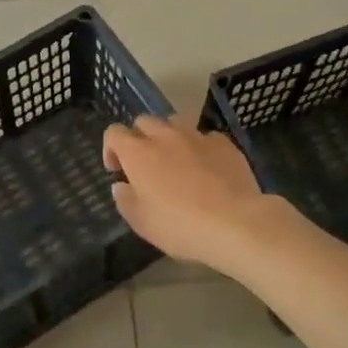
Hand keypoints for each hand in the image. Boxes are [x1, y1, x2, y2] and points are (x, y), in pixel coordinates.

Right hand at [103, 116, 271, 273]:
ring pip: (175, 122)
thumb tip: (121, 185)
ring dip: (169, 136)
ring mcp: (196, 136)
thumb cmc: (180, 226)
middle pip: (144, 121)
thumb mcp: (142, 223)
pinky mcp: (224, 143)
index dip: (111, 148)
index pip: (114, 133)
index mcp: (138, 153)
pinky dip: (200, 147)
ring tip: (176, 159)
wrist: (235, 223)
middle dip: (140, 138)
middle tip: (146, 164)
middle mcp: (164, 136)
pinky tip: (208, 167)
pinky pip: (205, 136)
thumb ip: (125, 200)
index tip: (117, 169)